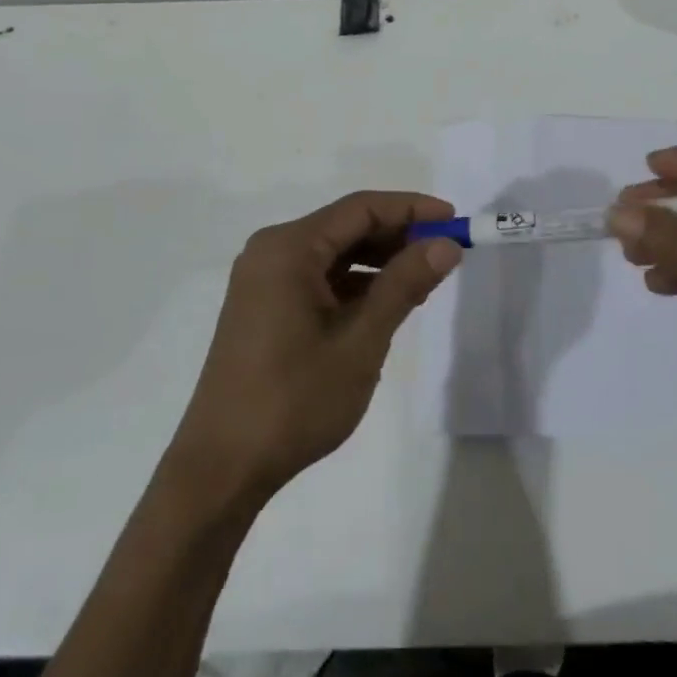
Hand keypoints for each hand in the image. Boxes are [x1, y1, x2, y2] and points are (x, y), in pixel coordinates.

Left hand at [167, 191, 463, 505]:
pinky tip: (386, 304)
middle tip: (446, 253)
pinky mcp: (264, 307)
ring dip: (379, 262)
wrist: (222, 468)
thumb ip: (404, 284)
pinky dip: (355, 285)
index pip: (361, 208)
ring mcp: (264, 280)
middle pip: (346, 227)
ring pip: (334, 254)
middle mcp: (272, 251)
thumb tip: (446, 244)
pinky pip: (319, 278)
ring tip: (424, 280)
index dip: (411, 209)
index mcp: (288, 248)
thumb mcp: (361, 340)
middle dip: (398, 236)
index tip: (454, 219)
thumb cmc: (294, 400)